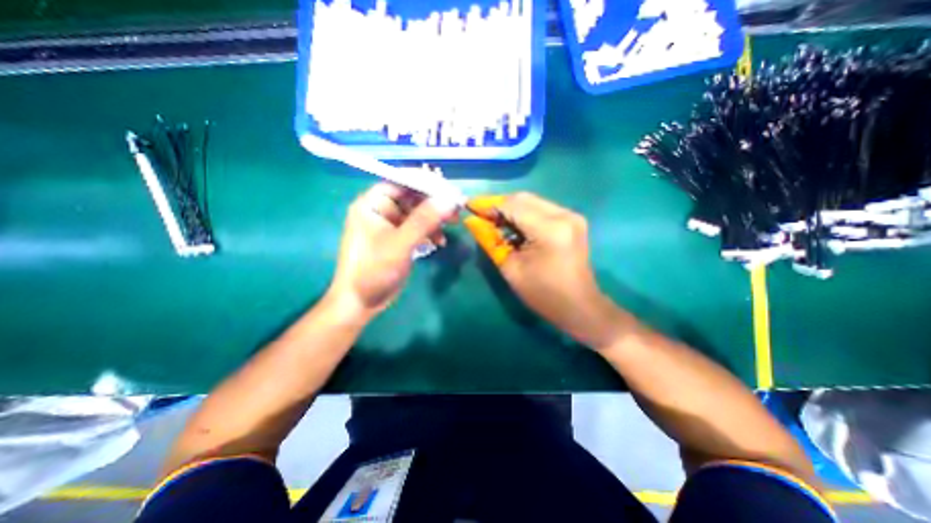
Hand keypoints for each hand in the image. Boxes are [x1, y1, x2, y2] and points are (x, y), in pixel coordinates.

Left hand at [327, 183, 456, 323]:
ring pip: (418, 212)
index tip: (450, 190)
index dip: (426, 182)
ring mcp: (390, 225)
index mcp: (373, 203)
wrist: (361, 302)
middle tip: (457, 209)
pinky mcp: (398, 238)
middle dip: (435, 202)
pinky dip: (430, 231)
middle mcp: (381, 209)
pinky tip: (440, 241)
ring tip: (453, 224)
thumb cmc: (374, 270)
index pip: (402, 181)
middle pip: (412, 196)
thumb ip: (424, 220)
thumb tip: (450, 198)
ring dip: (436, 217)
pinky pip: (418, 227)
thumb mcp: (400, 243)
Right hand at [466, 192, 624, 347]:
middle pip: (523, 198)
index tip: (468, 206)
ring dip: (511, 209)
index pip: (513, 205)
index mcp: (549, 229)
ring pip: (532, 201)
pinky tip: (513, 226)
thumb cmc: (543, 294)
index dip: (488, 204)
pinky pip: (541, 209)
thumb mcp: (511, 269)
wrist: (579, 306)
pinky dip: (524, 214)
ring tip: (493, 222)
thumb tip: (472, 221)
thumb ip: (490, 241)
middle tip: (479, 215)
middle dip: (498, 205)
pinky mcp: (572, 220)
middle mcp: (564, 215)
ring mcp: (571, 215)